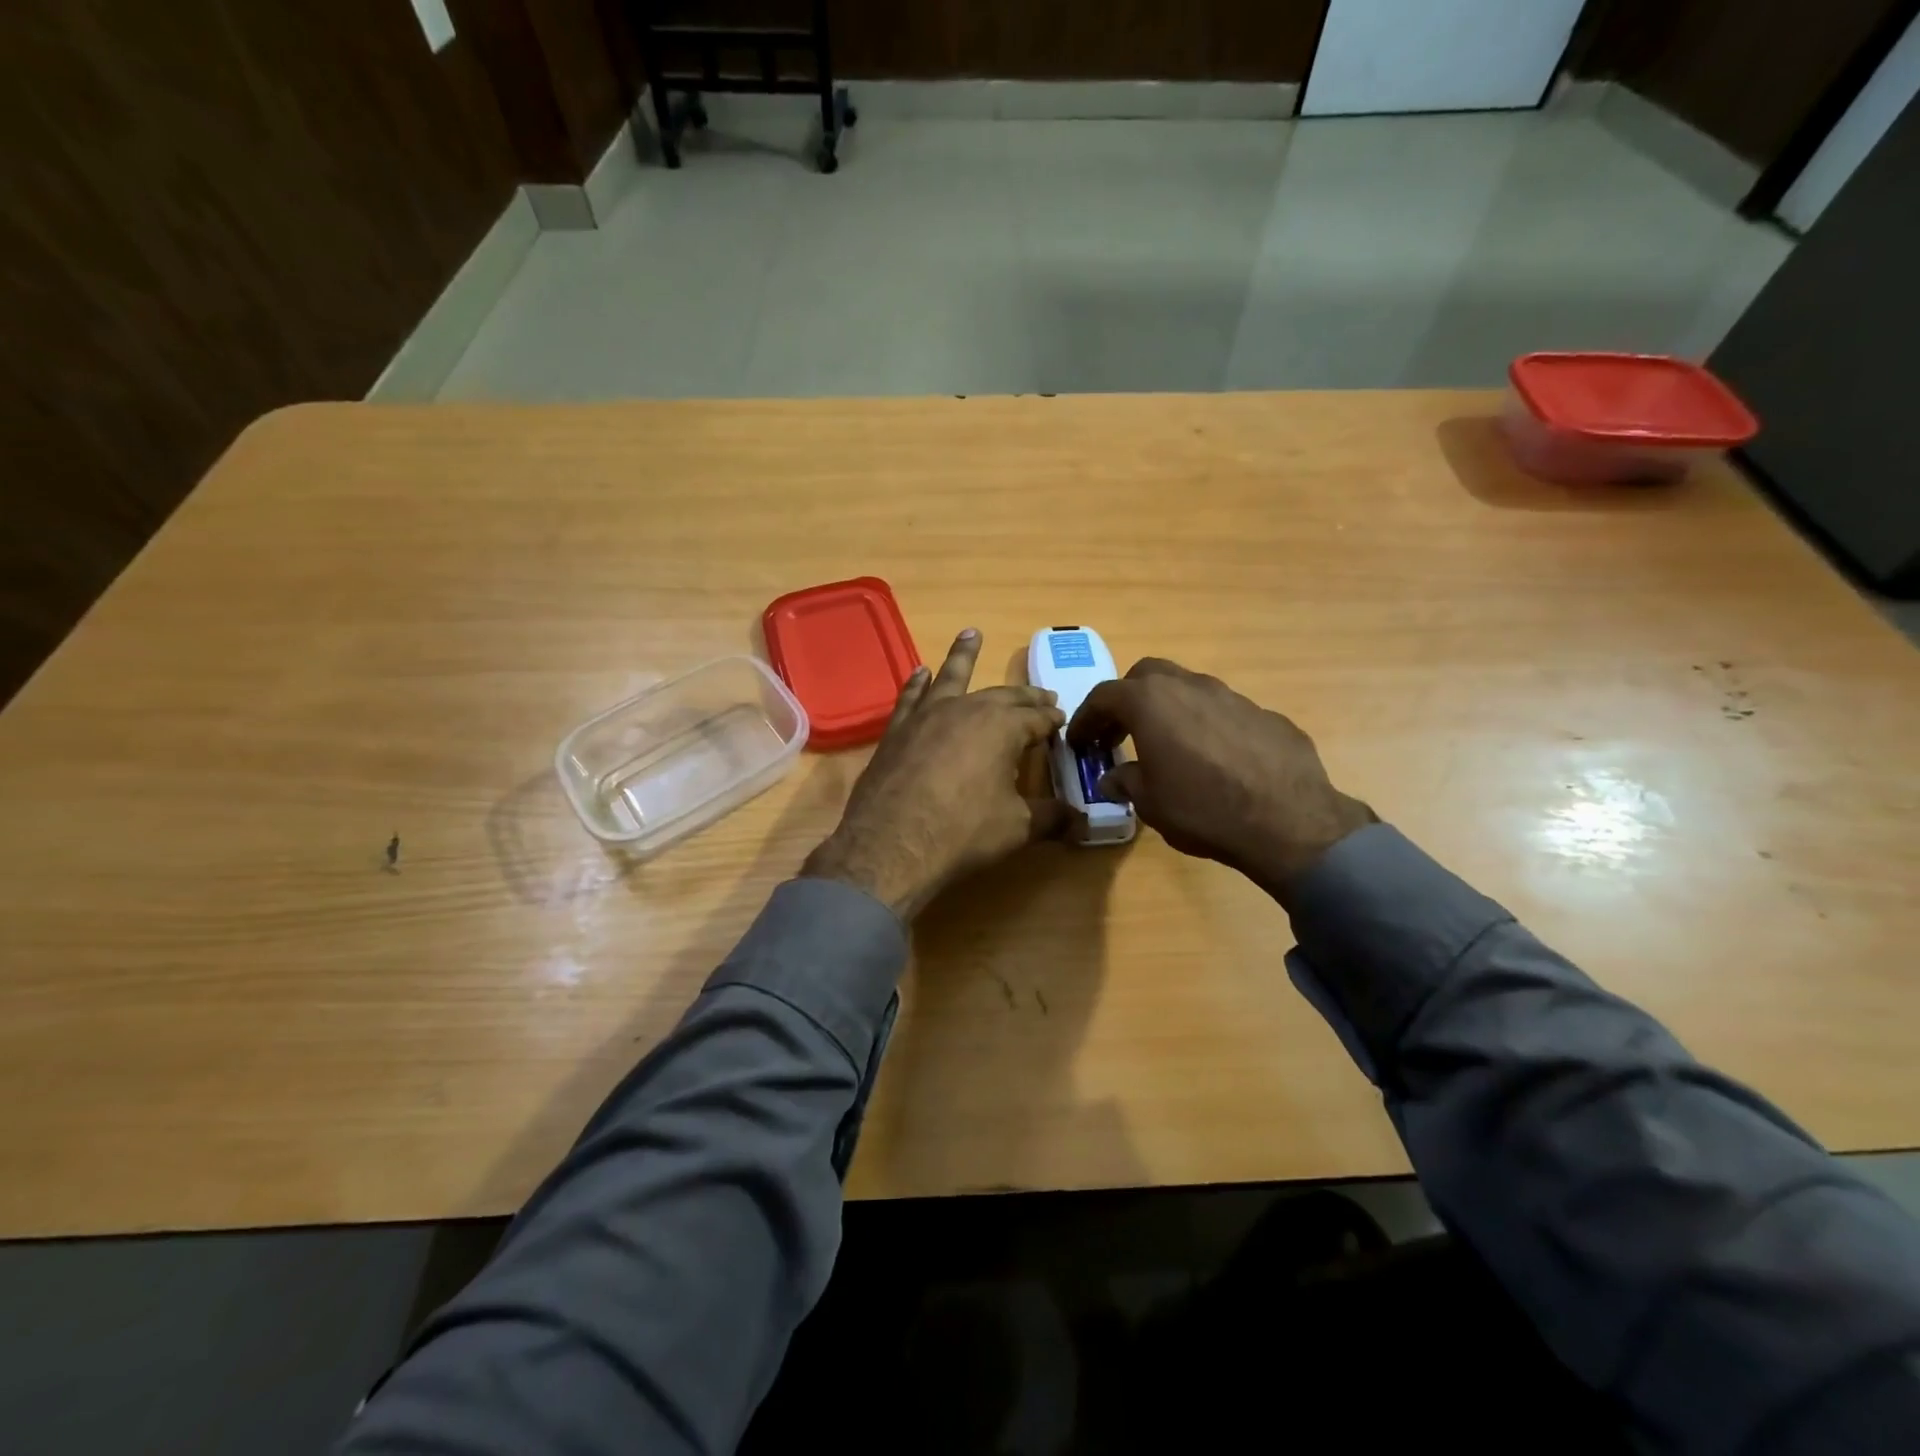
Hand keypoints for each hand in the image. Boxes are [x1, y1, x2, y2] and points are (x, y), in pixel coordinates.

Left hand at [802, 630, 1068, 920]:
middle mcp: (966, 709)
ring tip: (971, 634)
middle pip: (1003, 696)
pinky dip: (918, 682)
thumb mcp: (1017, 827)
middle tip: (1042, 695)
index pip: (1037, 718)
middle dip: (1025, 695)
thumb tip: (1080, 821)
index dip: (1052, 719)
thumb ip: (1051, 818)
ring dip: (963, 655)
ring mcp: (927, 715)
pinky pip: (911, 696)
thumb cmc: (963, 832)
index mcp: (1002, 726)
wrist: (891, 844)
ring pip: (950, 677)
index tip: (1061, 720)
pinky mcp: (898, 730)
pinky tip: (920, 672)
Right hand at [1066, 658, 1374, 903]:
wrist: (1290, 822)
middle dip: (1127, 699)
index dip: (1086, 718)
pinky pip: (1223, 712)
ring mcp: (1232, 696)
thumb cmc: (1204, 810)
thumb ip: (1127, 781)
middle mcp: (1190, 686)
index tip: (1080, 742)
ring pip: (1188, 689)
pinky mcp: (1265, 714)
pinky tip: (1214, 760)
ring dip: (1169, 709)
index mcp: (1151, 702)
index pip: (1104, 696)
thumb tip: (1114, 778)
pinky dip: (1207, 726)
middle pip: (1147, 675)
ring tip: (1168, 745)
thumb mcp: (1151, 803)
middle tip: (1119, 732)